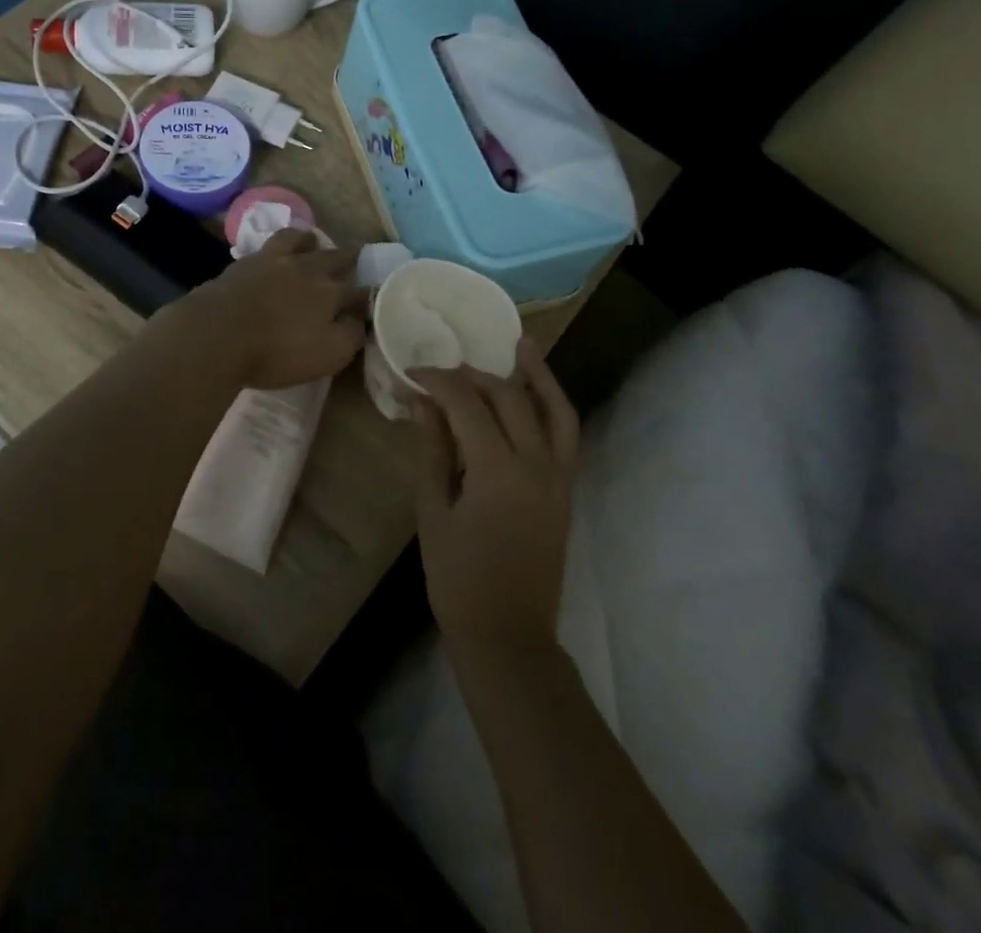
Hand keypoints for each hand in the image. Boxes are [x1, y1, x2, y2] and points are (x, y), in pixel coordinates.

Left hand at [166, 229, 366, 390]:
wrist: (217, 334)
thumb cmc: (276, 352)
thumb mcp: (327, 355)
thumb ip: (350, 335)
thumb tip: (360, 319)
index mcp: (330, 293)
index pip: (359, 291)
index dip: (369, 295)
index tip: (375, 297)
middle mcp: (305, 269)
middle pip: (332, 257)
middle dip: (347, 257)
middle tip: (353, 254)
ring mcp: (271, 261)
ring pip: (296, 240)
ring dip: (308, 239)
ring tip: (310, 240)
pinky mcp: (243, 264)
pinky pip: (266, 246)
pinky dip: (276, 246)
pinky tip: (271, 253)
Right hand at [412, 338, 580, 661]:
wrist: (508, 635)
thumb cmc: (458, 577)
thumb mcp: (434, 510)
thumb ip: (432, 449)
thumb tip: (422, 402)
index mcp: (498, 471)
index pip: (468, 405)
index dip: (439, 381)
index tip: (414, 372)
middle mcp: (537, 466)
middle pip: (510, 399)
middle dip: (475, 376)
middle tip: (443, 371)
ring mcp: (559, 478)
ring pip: (555, 411)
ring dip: (537, 375)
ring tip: (522, 345)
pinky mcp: (566, 491)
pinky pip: (566, 437)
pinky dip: (554, 407)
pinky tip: (537, 393)